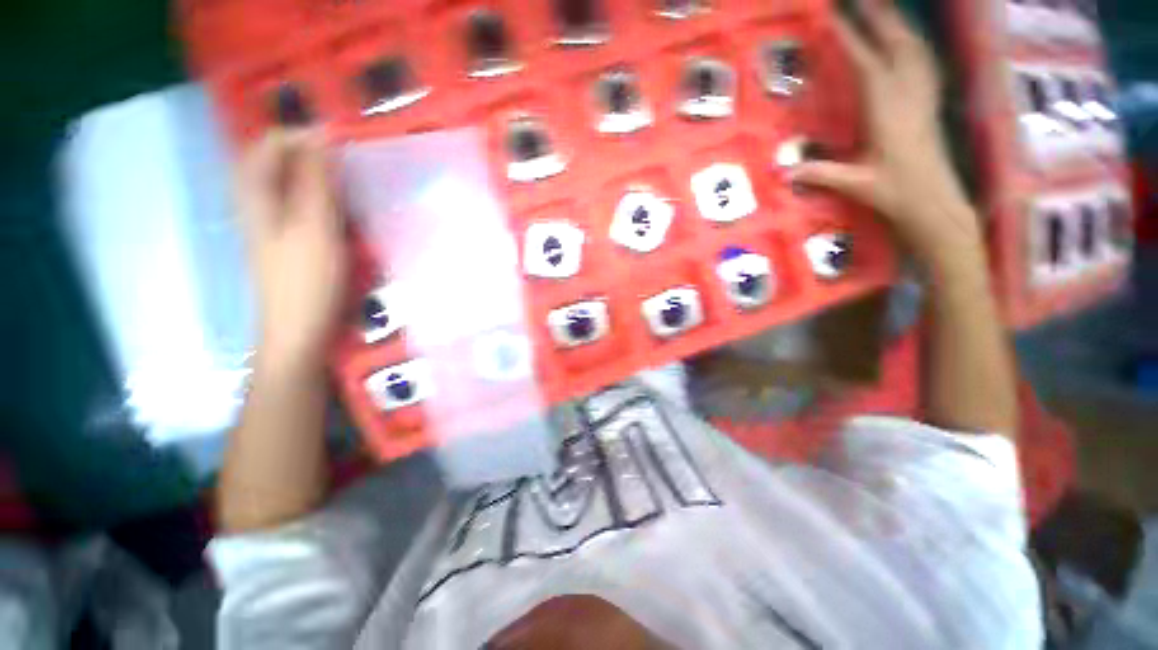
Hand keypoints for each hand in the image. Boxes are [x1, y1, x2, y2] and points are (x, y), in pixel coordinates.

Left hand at [237, 129, 346, 364]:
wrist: (298, 329)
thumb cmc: (305, 279)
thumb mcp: (313, 226)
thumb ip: (315, 180)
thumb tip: (321, 135)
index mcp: (255, 192)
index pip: (273, 142)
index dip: (306, 136)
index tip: (345, 146)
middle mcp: (258, 200)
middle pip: (280, 160)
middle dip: (314, 154)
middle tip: (350, 165)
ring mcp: (273, 221)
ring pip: (293, 182)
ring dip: (321, 176)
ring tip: (350, 183)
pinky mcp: (290, 238)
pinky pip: (303, 203)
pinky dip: (323, 198)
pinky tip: (343, 210)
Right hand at [791, 0, 981, 265]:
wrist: (936, 204)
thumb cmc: (897, 194)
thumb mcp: (856, 185)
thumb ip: (823, 174)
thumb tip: (785, 172)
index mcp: (888, 113)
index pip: (869, 65)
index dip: (851, 39)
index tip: (833, 17)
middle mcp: (909, 96)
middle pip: (897, 44)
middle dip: (879, 17)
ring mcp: (924, 97)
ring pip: (915, 48)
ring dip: (898, 25)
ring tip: (884, 9)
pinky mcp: (930, 103)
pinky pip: (925, 62)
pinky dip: (914, 43)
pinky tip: (909, 39)